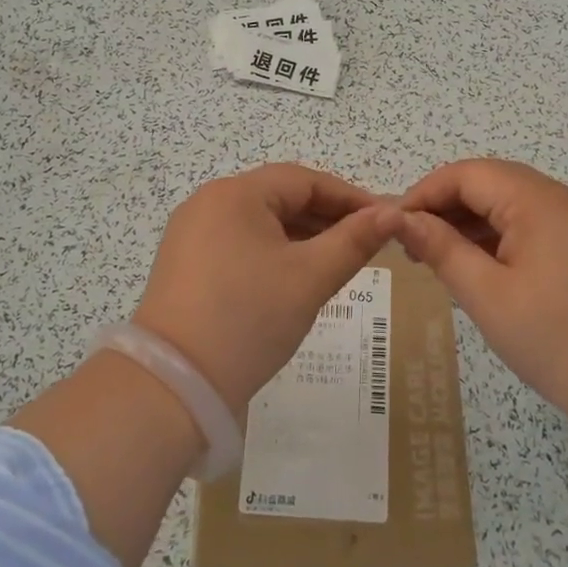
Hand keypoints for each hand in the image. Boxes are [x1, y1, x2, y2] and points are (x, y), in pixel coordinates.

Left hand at [132, 165, 401, 415]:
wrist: (173, 386)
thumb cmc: (248, 319)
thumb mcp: (309, 278)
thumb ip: (354, 241)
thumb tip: (393, 213)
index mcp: (236, 194)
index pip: (305, 180)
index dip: (350, 197)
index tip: (386, 219)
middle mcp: (209, 203)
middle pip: (280, 198)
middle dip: (327, 217)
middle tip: (368, 242)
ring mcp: (191, 233)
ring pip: (260, 222)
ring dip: (301, 236)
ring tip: (339, 260)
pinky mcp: (184, 264)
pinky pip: (240, 243)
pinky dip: (273, 253)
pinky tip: (296, 276)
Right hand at [399, 159, 567, 440]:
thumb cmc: (558, 341)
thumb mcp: (488, 296)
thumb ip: (441, 250)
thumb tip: (401, 219)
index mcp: (536, 200)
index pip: (466, 173)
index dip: (424, 193)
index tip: (393, 227)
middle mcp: (558, 198)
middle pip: (487, 182)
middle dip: (444, 206)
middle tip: (411, 245)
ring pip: (507, 203)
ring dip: (468, 222)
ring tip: (435, 258)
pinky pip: (528, 224)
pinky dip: (495, 237)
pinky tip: (476, 267)